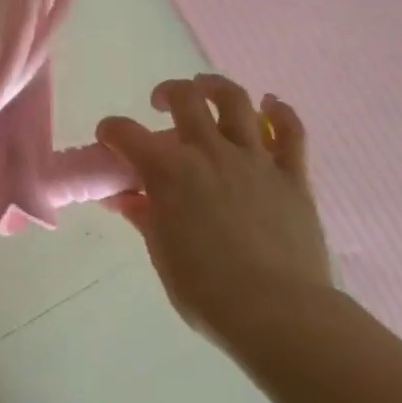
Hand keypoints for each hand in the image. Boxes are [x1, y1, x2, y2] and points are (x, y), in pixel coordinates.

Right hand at [97, 74, 332, 344]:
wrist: (278, 313)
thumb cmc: (206, 290)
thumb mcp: (162, 253)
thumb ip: (145, 216)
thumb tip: (127, 198)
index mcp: (169, 172)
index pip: (125, 133)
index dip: (110, 131)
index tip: (109, 140)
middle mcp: (209, 153)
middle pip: (186, 99)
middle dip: (168, 93)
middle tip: (162, 104)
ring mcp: (254, 160)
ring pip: (237, 102)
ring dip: (217, 88)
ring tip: (208, 92)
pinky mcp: (292, 176)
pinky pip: (290, 131)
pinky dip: (280, 112)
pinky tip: (271, 106)